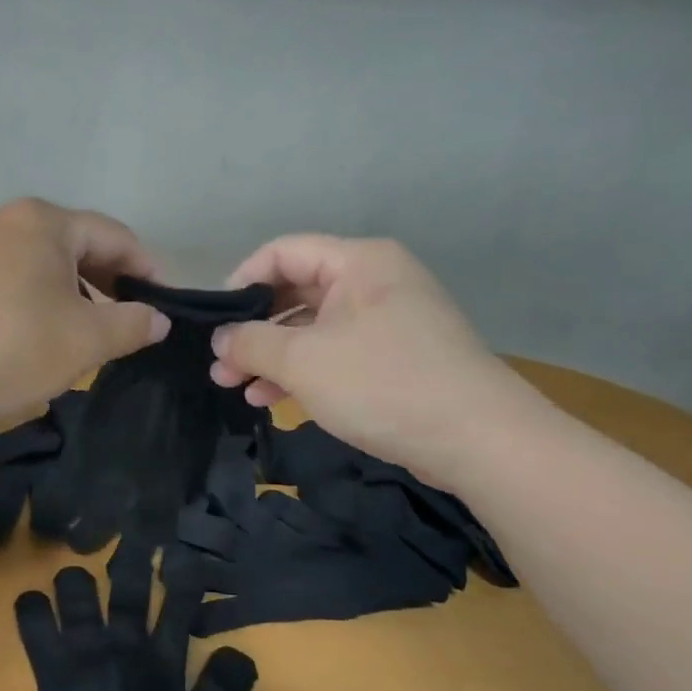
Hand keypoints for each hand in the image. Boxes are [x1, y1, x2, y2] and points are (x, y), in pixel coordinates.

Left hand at [0, 199, 170, 432]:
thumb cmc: (12, 349)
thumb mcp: (87, 339)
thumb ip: (133, 324)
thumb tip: (159, 319)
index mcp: (44, 222)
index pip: (114, 236)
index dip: (148, 269)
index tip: (167, 302)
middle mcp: (6, 220)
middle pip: (76, 245)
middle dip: (110, 281)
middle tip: (132, 318)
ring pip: (42, 264)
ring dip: (75, 293)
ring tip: (90, 330)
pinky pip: (13, 278)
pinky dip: (39, 299)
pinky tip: (43, 333)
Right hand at [210, 235, 539, 487]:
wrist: (477, 439)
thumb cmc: (382, 383)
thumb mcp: (303, 360)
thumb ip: (250, 343)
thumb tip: (220, 339)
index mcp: (358, 261)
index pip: (282, 252)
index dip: (241, 281)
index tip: (214, 321)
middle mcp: (375, 281)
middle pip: (296, 292)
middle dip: (253, 331)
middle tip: (220, 367)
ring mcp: (388, 320)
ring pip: (313, 328)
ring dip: (272, 357)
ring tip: (237, 389)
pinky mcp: (396, 357)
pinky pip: (336, 353)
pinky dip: (302, 372)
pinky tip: (272, 399)